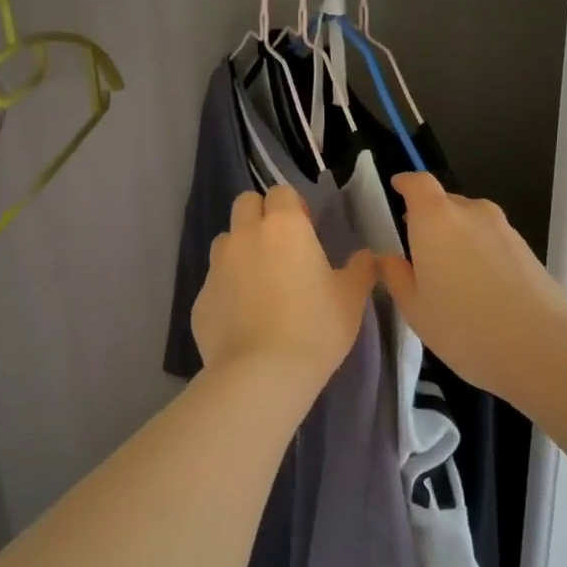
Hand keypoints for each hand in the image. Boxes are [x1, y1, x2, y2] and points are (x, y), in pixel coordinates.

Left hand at [192, 186, 374, 386]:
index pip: (281, 192)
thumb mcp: (351, 298)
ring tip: (259, 283)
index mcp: (284, 227)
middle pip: (245, 203)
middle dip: (260, 215)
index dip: (293, 207)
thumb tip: (367, 256)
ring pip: (225, 240)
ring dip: (240, 250)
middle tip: (280, 248)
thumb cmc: (315, 328)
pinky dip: (227, 290)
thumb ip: (360, 269)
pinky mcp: (199, 299)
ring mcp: (217, 266)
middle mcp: (245, 236)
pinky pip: (214, 282)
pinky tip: (243, 318)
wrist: (262, 374)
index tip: (306, 230)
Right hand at [376, 174, 566, 402]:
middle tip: (419, 250)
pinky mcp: (527, 249)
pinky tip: (481, 287)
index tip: (397, 189)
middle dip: (430, 218)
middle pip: (445, 201)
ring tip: (451, 273)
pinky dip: (481, 251)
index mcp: (435, 219)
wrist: (541, 348)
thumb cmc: (463, 327)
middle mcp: (471, 212)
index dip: (406, 183)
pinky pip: (493, 239)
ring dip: (458, 236)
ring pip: (472, 221)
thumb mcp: (415, 309)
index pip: (418, 183)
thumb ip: (397, 276)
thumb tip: (388, 258)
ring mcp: (504, 228)